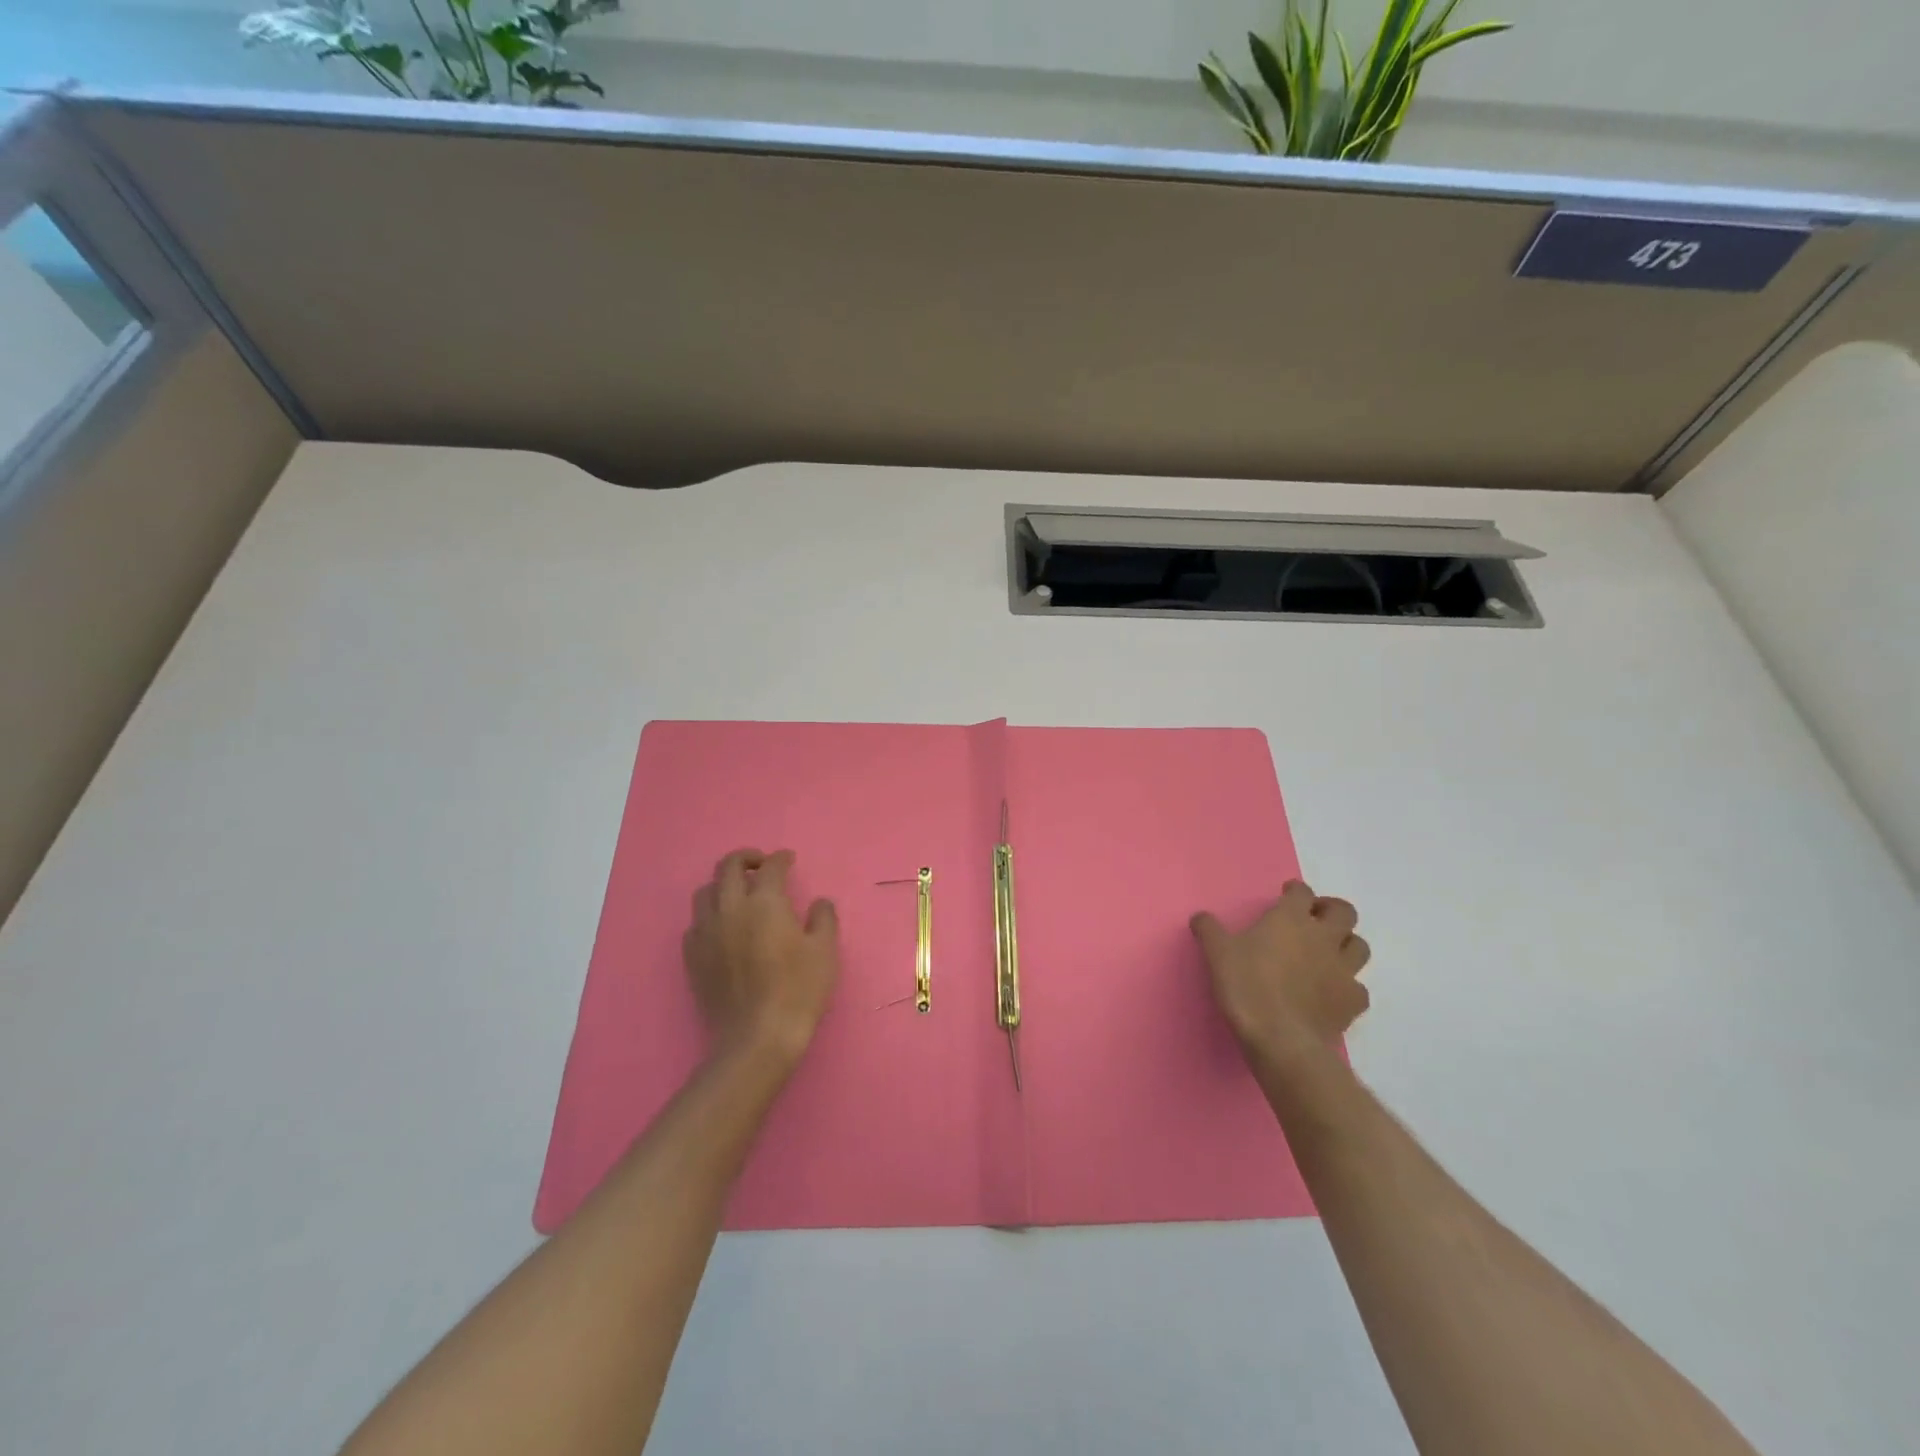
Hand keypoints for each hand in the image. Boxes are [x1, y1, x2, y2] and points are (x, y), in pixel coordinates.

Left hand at [683, 849, 840, 1068]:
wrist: (757, 1038)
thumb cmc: (798, 991)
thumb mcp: (825, 952)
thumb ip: (823, 919)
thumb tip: (819, 903)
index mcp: (765, 902)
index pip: (771, 867)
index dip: (781, 858)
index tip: (789, 860)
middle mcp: (730, 908)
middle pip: (728, 867)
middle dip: (746, 858)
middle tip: (761, 865)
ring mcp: (706, 932)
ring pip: (705, 892)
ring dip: (723, 884)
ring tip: (739, 894)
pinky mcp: (692, 957)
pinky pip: (695, 922)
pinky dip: (710, 914)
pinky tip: (723, 927)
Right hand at [1191, 880, 1371, 1068]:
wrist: (1280, 1039)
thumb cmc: (1246, 986)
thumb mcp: (1216, 953)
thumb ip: (1209, 930)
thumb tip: (1200, 917)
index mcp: (1291, 919)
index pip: (1302, 892)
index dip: (1295, 891)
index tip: (1286, 895)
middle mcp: (1323, 938)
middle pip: (1344, 912)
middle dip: (1331, 910)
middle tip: (1314, 919)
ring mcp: (1343, 970)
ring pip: (1359, 946)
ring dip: (1346, 944)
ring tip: (1328, 952)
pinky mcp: (1352, 1002)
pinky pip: (1358, 987)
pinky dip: (1348, 986)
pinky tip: (1332, 992)